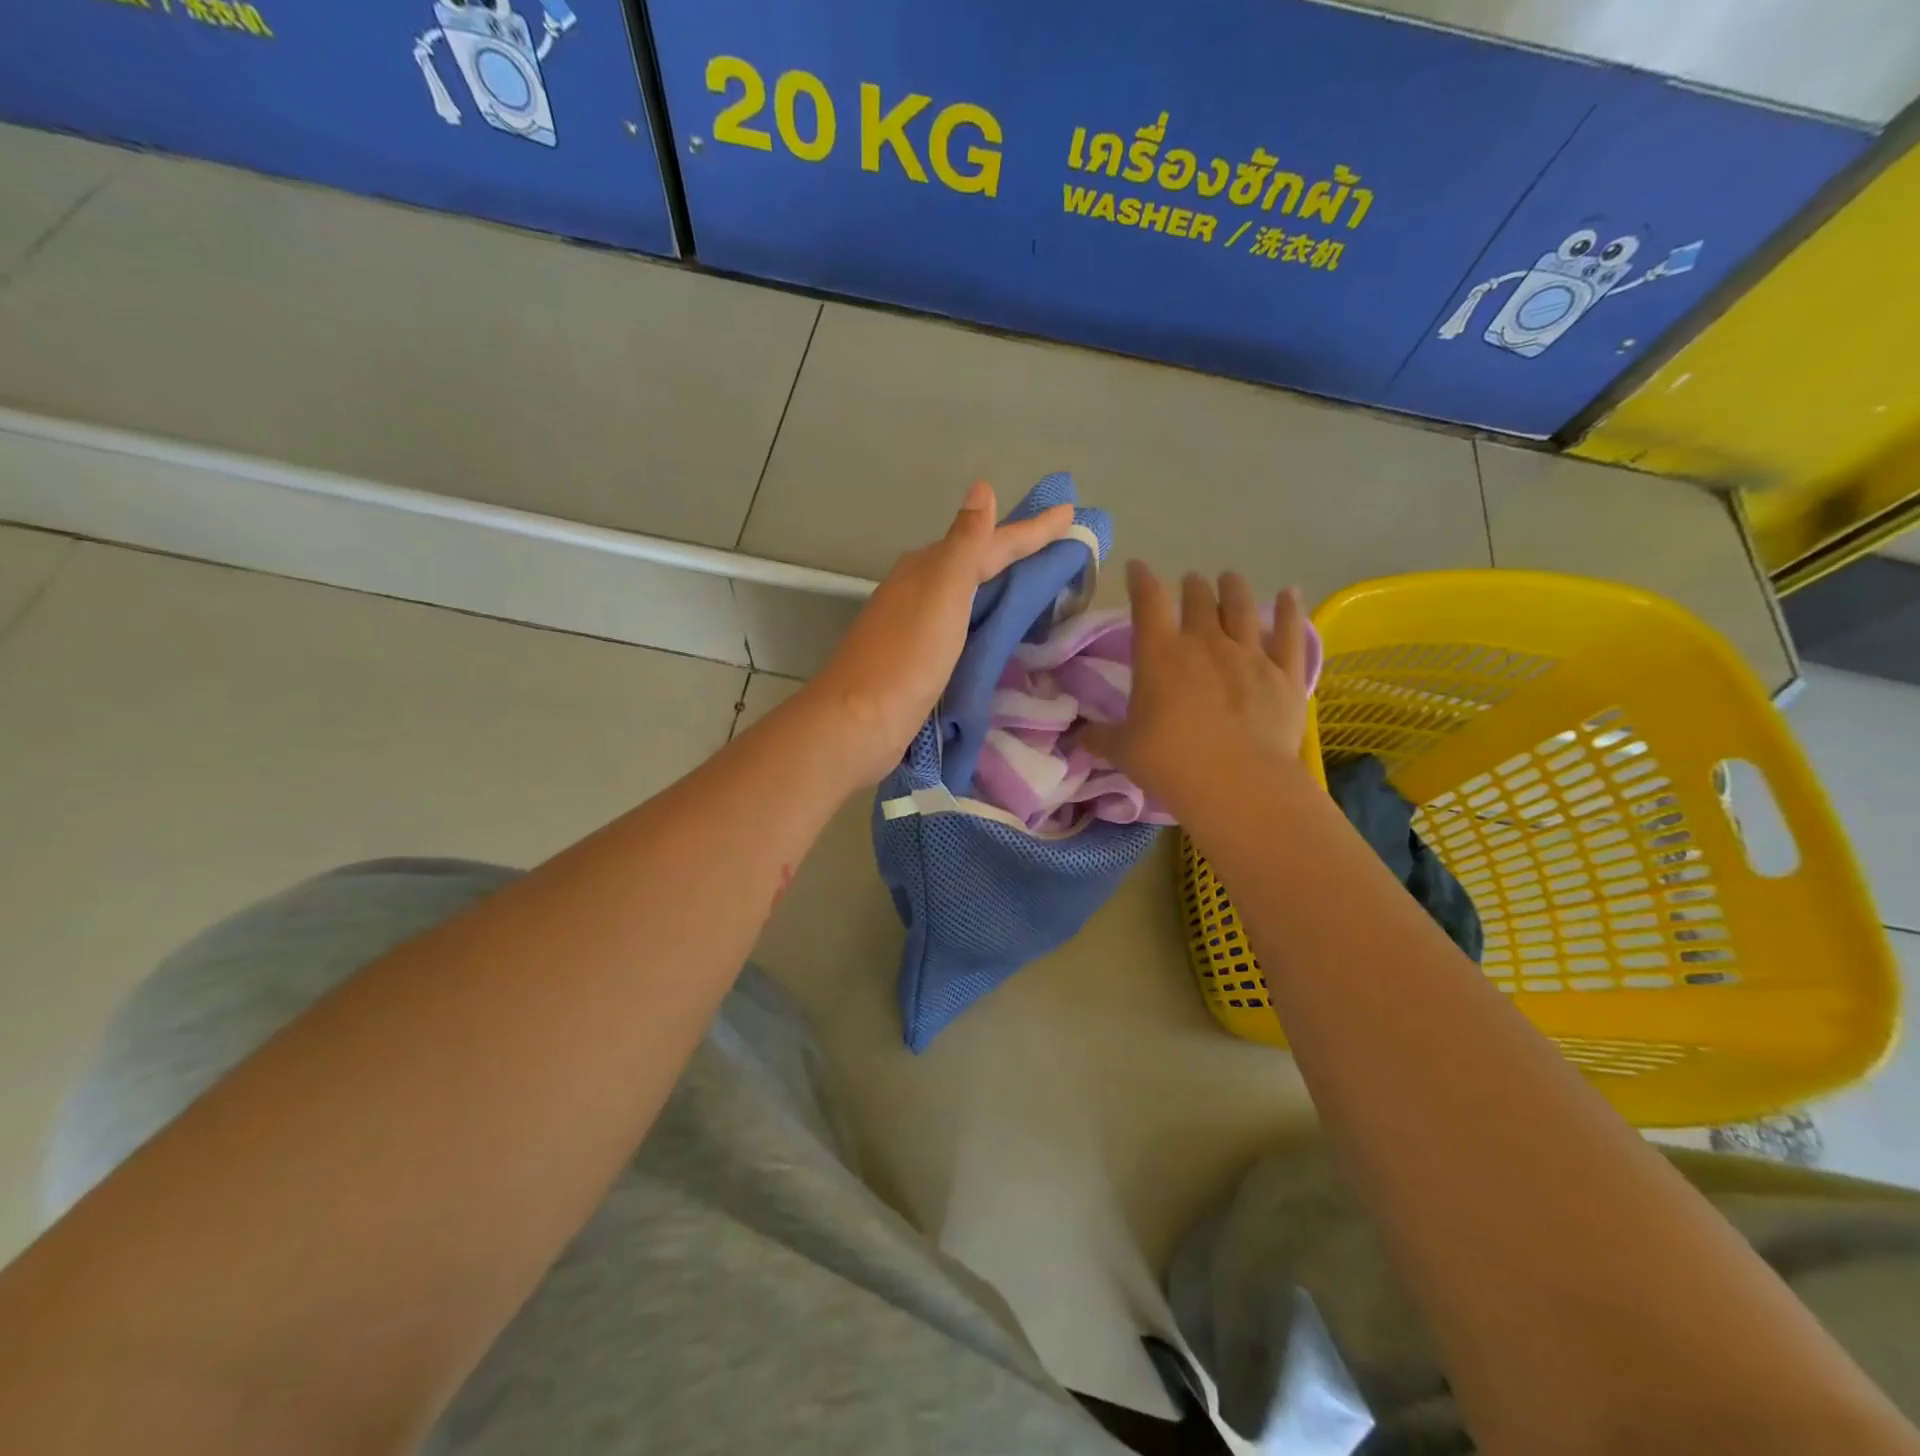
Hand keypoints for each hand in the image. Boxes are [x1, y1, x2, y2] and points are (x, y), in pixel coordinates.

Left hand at [801, 482, 1073, 785]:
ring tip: (1037, 583)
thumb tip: (981, 489)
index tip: (1070, 514)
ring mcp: (916, 625)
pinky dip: (985, 618)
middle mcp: (919, 589)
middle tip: (1059, 546)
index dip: (1031, 530)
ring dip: (1000, 584)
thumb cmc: (908, 654)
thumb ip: (966, 543)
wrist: (862, 721)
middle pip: (977, 562)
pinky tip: (996, 628)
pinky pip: (962, 625)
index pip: (990, 541)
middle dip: (1016, 552)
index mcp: (928, 568)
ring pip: (968, 593)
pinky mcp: (918, 658)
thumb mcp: (943, 590)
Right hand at [1083, 563, 1310, 813]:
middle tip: (1191, 583)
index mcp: (1160, 655)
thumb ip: (1101, 738)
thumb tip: (1080, 736)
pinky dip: (1289, 610)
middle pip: (1198, 600)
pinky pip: (1289, 633)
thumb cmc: (1170, 763)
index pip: (1147, 602)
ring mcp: (1250, 655)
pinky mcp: (1285, 674)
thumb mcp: (1123, 751)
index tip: (1137, 568)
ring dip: (1233, 589)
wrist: (1237, 783)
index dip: (1141, 580)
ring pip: (1242, 607)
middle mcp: (1205, 643)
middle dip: (1192, 587)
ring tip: (1229, 578)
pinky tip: (1290, 593)